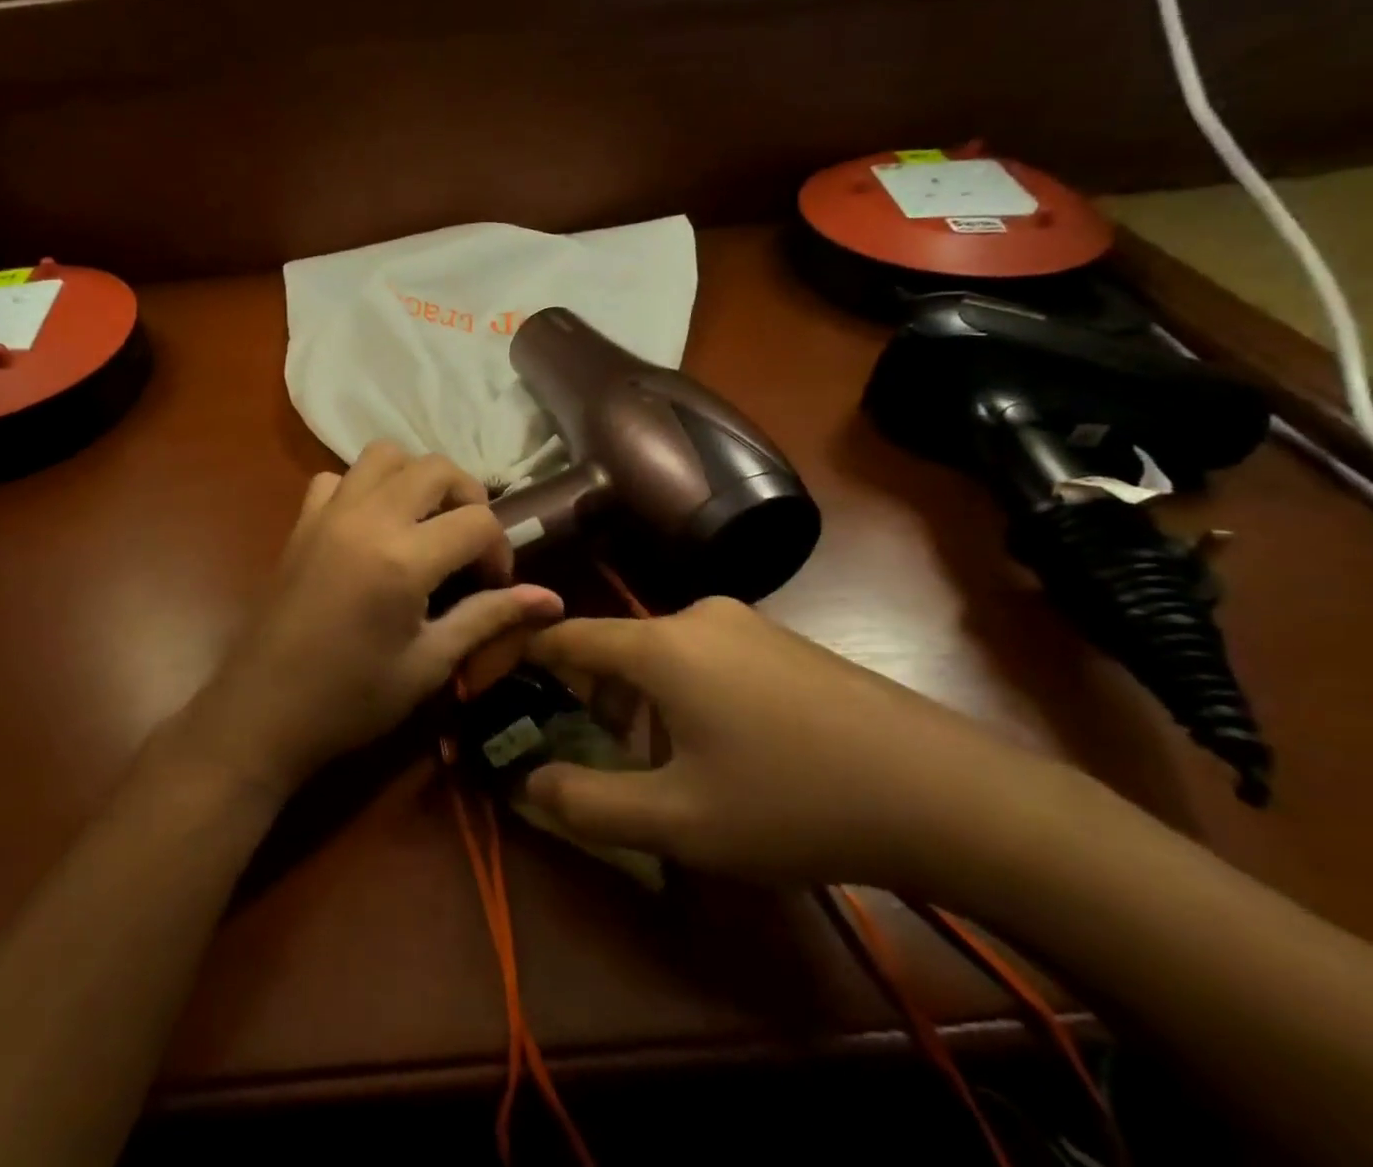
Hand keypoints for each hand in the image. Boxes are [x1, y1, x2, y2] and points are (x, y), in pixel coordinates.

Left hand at [176, 442, 563, 798]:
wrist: (263, 712)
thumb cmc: (351, 700)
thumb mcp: (430, 663)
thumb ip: (489, 618)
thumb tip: (552, 600)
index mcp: (403, 558)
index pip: (478, 520)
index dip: (500, 550)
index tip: (493, 585)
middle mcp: (367, 518)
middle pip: (436, 467)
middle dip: (467, 497)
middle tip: (468, 544)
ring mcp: (329, 513)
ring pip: (385, 454)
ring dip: (416, 477)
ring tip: (425, 522)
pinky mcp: (302, 521)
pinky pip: (338, 477)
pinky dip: (364, 487)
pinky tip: (370, 527)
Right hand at [519, 597, 1066, 890]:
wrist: (944, 792)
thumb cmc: (792, 802)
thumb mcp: (678, 820)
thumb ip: (587, 803)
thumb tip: (524, 783)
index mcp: (659, 647)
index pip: (566, 635)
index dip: (523, 653)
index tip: (494, 677)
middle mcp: (695, 617)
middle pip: (615, 647)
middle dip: (588, 695)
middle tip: (588, 749)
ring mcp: (746, 625)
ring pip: (661, 655)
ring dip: (639, 701)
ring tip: (657, 762)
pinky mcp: (782, 642)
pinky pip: (705, 658)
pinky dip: (683, 694)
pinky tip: (720, 748)